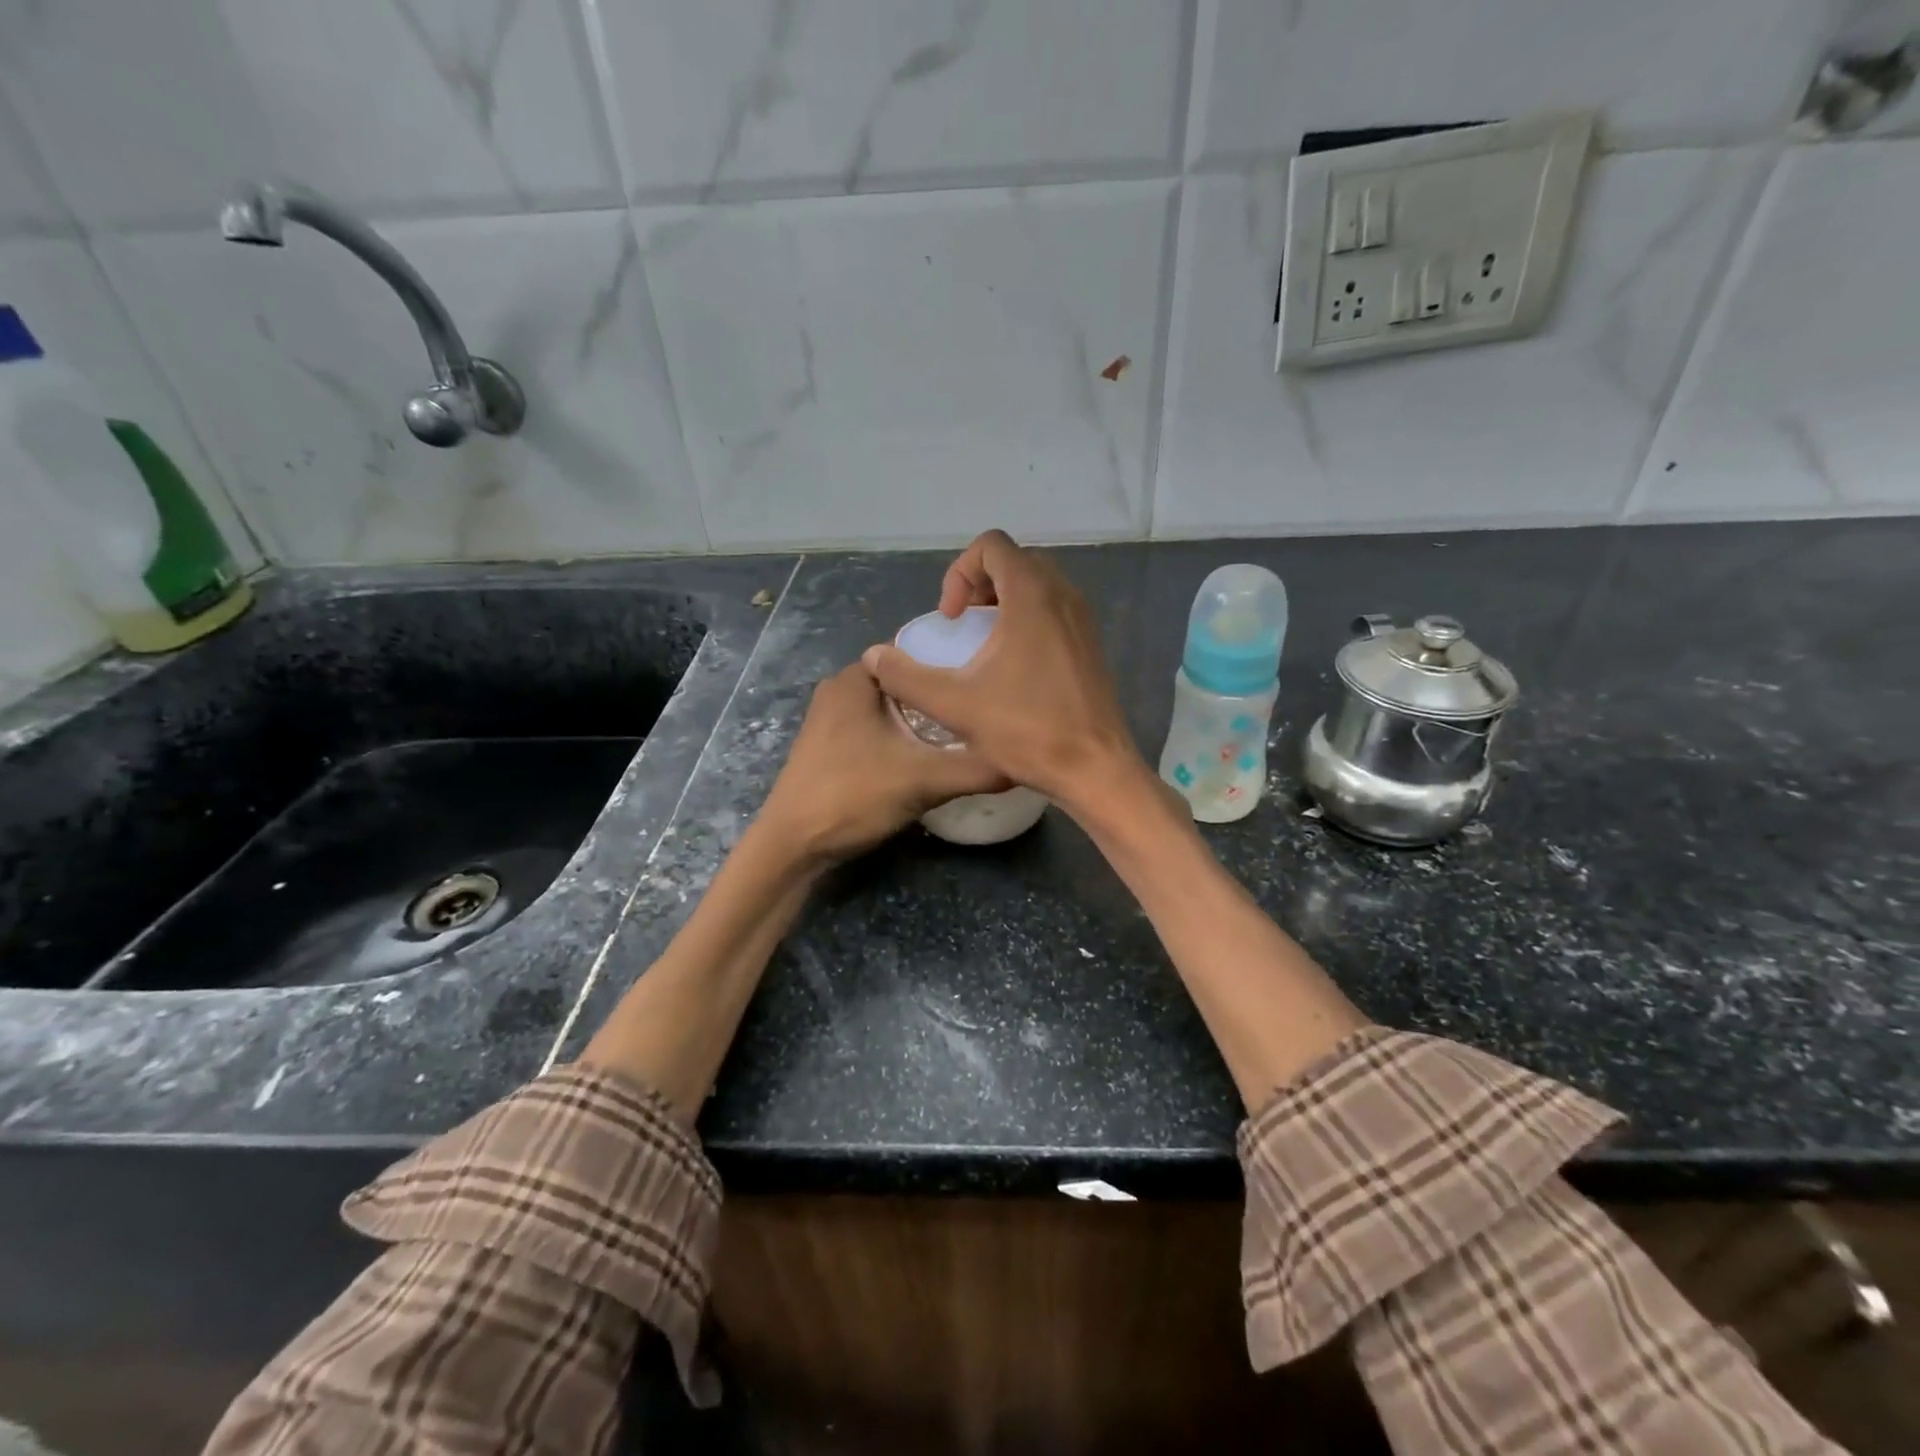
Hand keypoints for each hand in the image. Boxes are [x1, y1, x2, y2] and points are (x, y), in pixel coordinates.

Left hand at [758, 662, 1008, 862]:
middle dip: (941, 693)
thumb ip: (976, 767)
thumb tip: (1025, 759)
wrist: (792, 847)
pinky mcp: (830, 748)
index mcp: (855, 679)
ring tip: (966, 730)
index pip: (913, 650)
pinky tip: (930, 754)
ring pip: (891, 708)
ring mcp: (831, 720)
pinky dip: (904, 735)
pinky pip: (878, 728)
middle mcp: (839, 690)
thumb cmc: (852, 796)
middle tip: (983, 707)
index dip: (952, 660)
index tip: (986, 678)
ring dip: (923, 718)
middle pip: (905, 681)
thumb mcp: (924, 780)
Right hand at [859, 529, 1139, 807]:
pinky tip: (1012, 665)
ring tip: (983, 642)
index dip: (960, 572)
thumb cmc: (1026, 730)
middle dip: (980, 583)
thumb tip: (873, 657)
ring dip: (1004, 600)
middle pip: (1015, 560)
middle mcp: (1063, 595)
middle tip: (963, 624)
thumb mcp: (954, 704)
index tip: (952, 618)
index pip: (992, 545)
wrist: (1094, 767)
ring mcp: (1083, 619)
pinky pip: (1055, 608)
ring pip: (1038, 584)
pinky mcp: (1091, 643)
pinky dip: (1028, 618)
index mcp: (1031, 595)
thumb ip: (905, 677)